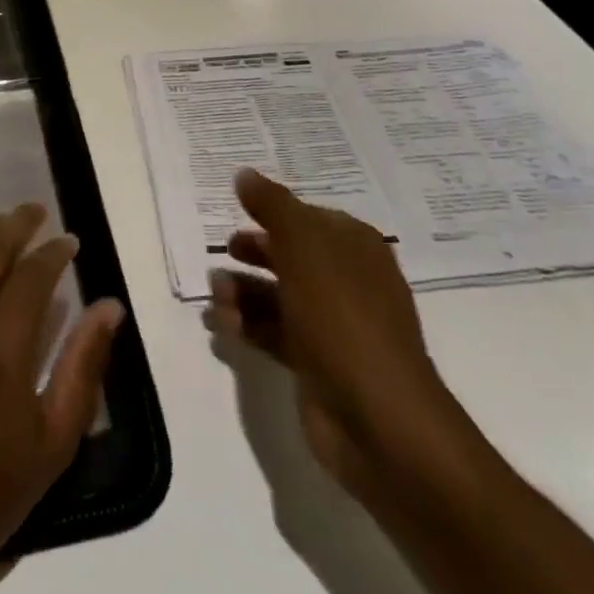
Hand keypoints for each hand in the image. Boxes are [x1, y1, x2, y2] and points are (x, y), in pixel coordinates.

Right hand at [208, 169, 476, 509]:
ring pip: (279, 296)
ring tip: (214, 293)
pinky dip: (247, 326)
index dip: (274, 211)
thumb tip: (244, 173)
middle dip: (254, 252)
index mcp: (355, 247)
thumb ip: (272, 206)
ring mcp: (333, 326)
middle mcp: (347, 281)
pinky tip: (219, 323)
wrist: (379, 420)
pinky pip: (275, 333)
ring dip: (243, 290)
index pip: (309, 217)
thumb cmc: (342, 315)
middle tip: (224, 251)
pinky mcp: (317, 365)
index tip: (237, 208)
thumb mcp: (304, 246)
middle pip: (292, 255)